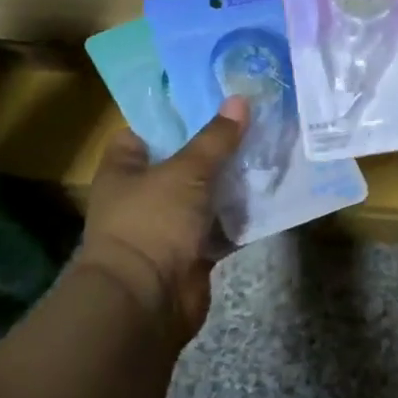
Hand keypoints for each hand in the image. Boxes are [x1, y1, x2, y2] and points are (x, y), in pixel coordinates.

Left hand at [76, 97, 247, 344]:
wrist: (145, 303)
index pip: (147, 129)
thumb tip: (239, 99)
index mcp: (125, 168)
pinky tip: (272, 192)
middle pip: (184, 160)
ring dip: (234, 179)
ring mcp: (168, 225)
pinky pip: (221, 226)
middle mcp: (144, 194)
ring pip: (207, 193)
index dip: (176, 112)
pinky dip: (242, 215)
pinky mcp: (192, 252)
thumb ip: (215, 138)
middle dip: (217, 144)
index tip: (213, 94)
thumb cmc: (152, 223)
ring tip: (271, 147)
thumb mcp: (186, 171)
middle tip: (255, 117)